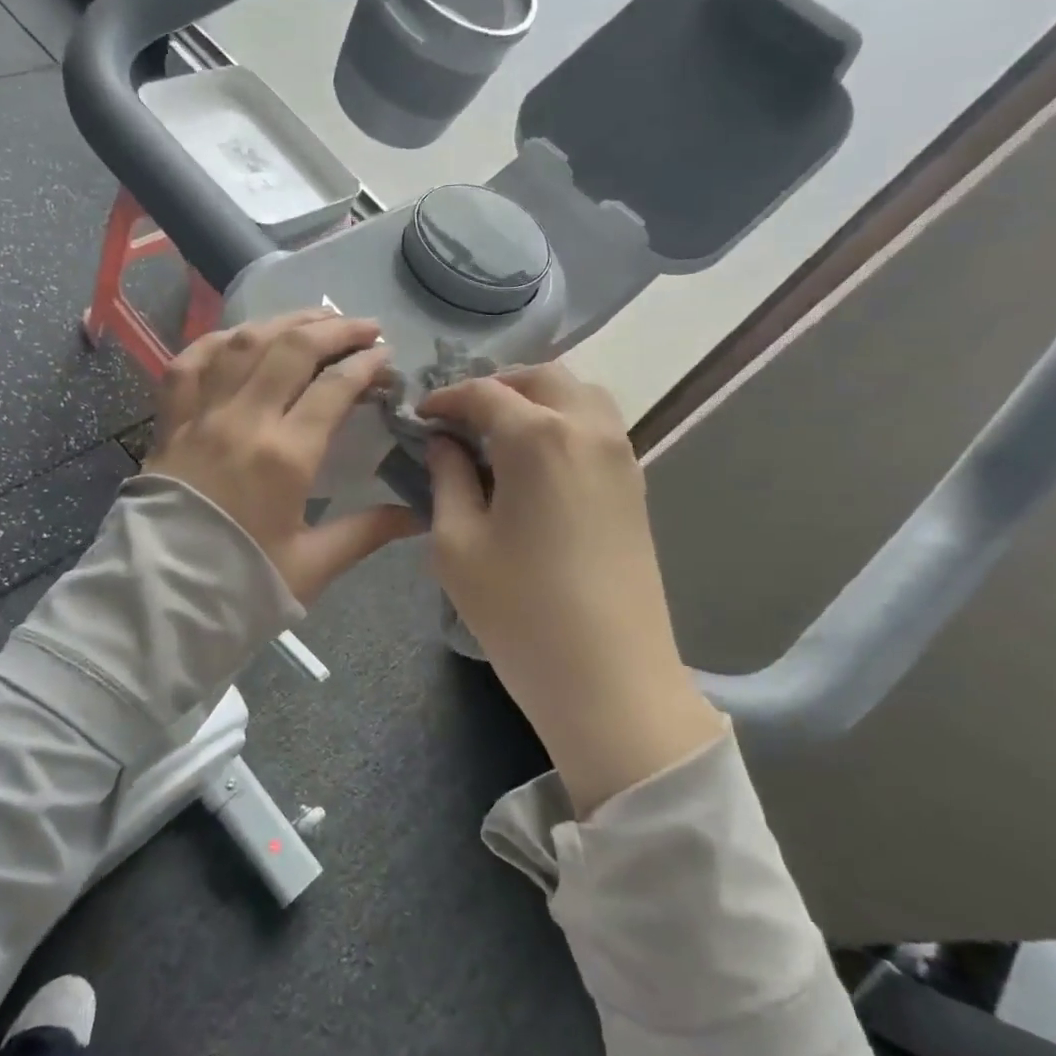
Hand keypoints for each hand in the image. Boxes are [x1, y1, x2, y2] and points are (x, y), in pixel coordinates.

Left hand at [146, 312, 422, 605]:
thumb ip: (367, 531)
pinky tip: (240, 338)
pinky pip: (189, 362)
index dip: (366, 364)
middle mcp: (243, 421)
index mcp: (284, 456)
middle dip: (335, 329)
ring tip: (314, 318)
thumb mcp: (313, 565)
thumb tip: (417, 514)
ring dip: (284, 321)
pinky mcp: (169, 423)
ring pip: (244, 344)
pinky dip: (217, 341)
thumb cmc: (241, 585)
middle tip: (364, 327)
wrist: (160, 601)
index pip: (334, 387)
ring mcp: (200, 416)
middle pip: (292, 349)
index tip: (386, 356)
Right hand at [421, 365, 723, 815]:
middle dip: (496, 386)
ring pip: (579, 394)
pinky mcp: (636, 484)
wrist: (609, 678)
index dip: (445, 399)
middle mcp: (587, 428)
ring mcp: (621, 454)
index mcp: (538, 436)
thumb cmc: (519, 611)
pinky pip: (598, 427)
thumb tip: (444, 443)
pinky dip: (564, 421)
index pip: (484, 393)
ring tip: (499, 434)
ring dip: (537, 398)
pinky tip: (536, 461)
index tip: (419, 416)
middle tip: (461, 418)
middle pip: (541, 377)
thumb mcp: (457, 544)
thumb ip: (446, 478)